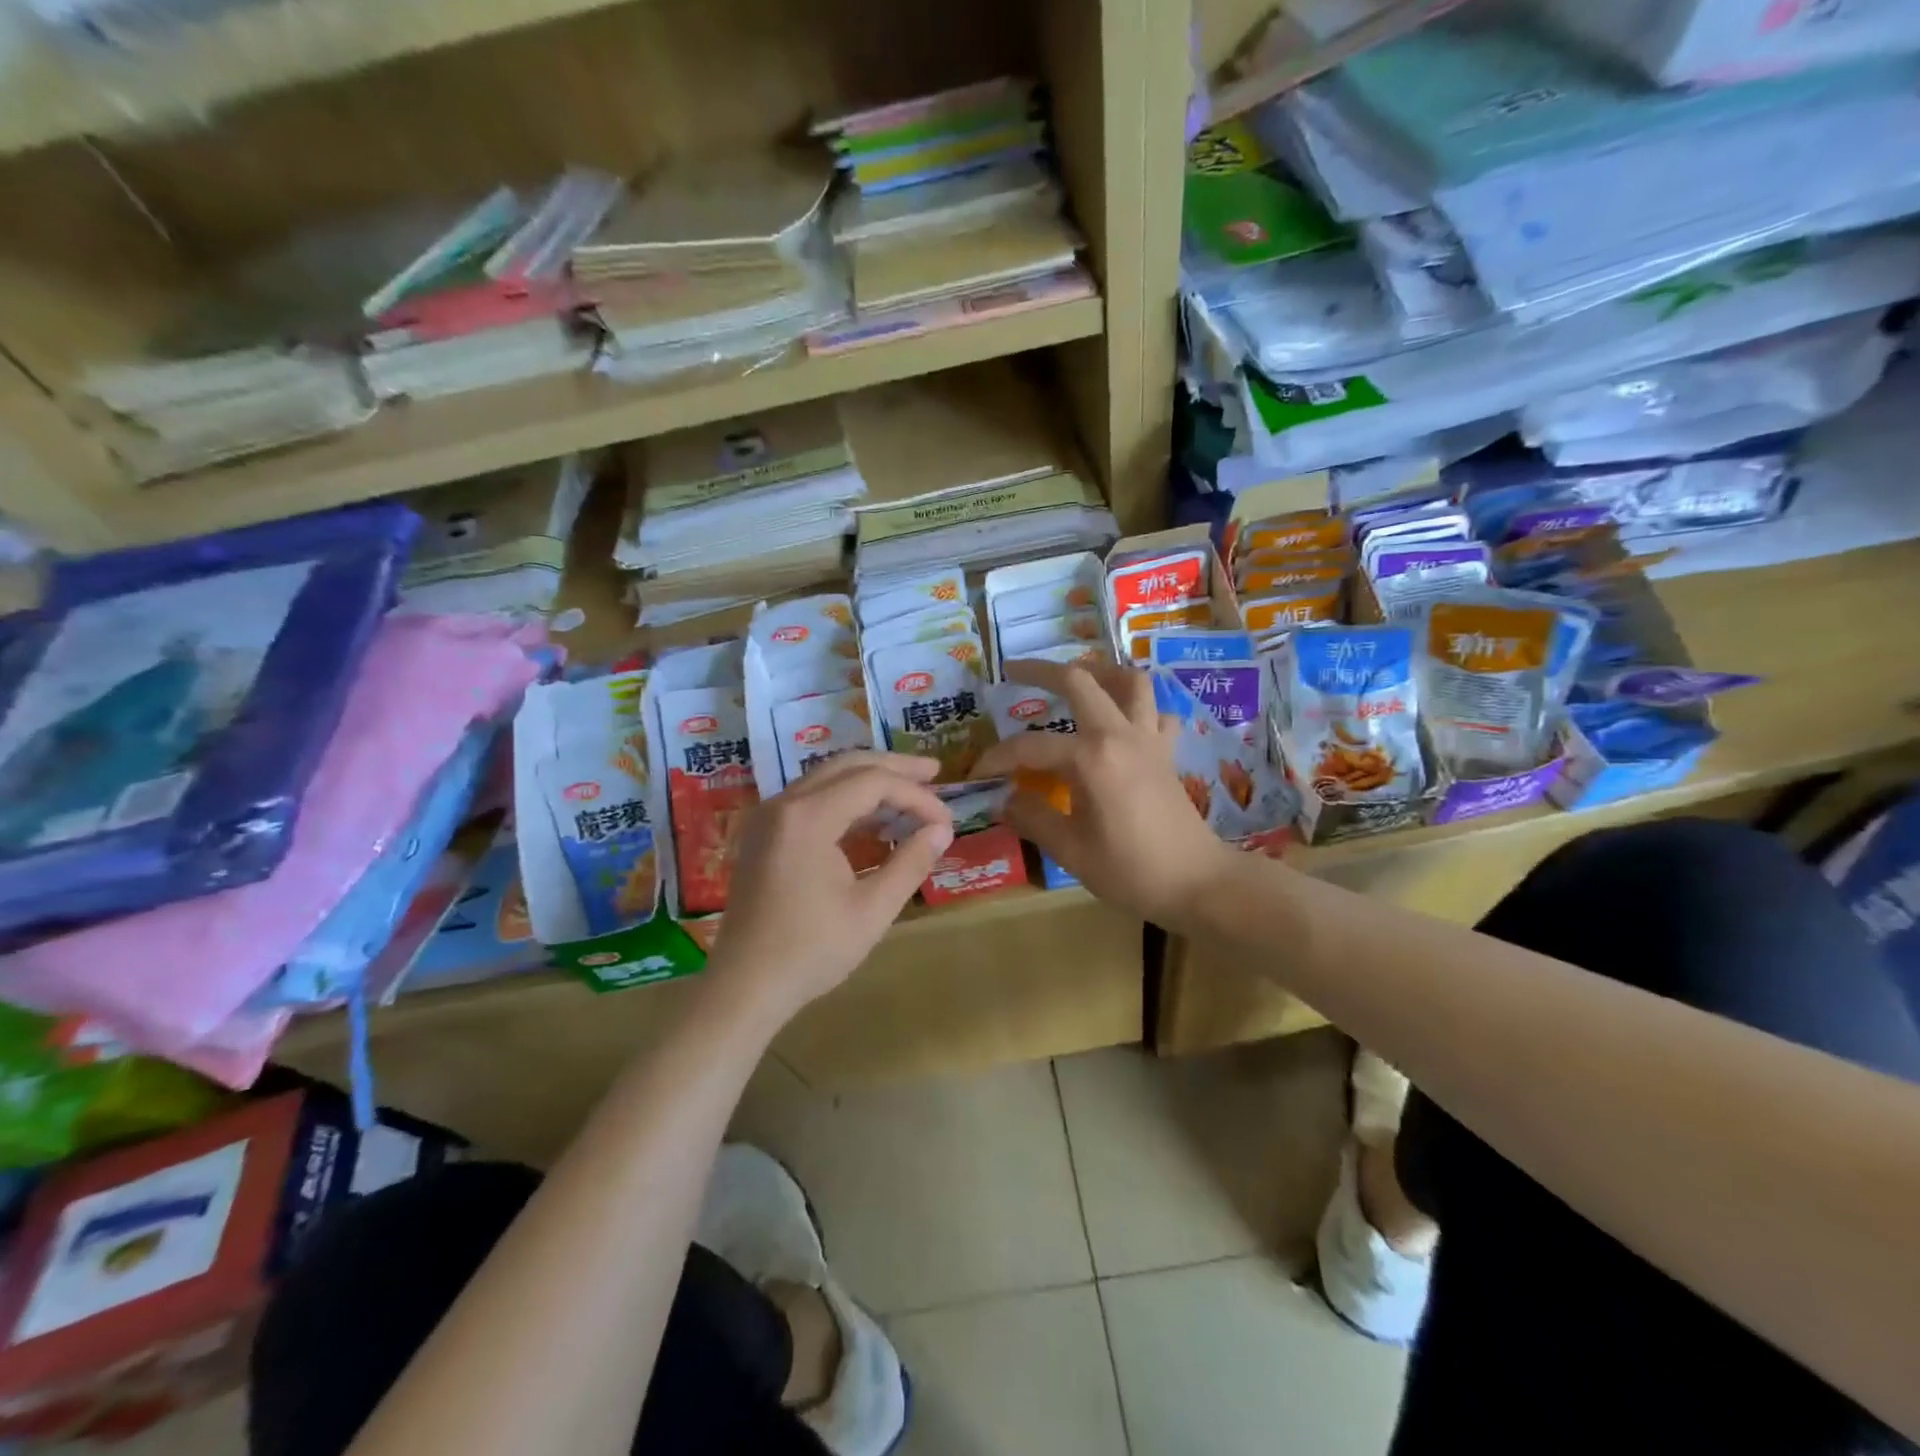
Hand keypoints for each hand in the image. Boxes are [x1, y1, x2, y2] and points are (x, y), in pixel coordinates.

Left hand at [706, 752, 954, 1022]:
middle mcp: (783, 804)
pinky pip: (810, 798)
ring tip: (910, 792)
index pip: (872, 783)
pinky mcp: (763, 834)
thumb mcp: (873, 910)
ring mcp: (768, 817)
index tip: (945, 820)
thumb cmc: (811, 951)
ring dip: (869, 781)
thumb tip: (942, 830)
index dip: (914, 795)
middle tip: (934, 773)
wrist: (745, 987)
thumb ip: (910, 862)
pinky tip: (873, 818)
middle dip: (894, 768)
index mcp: (807, 817)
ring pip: (827, 778)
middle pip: (846, 766)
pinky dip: (845, 800)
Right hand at [973, 660, 1239, 934]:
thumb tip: (1005, 800)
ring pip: (1129, 681)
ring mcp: (1149, 738)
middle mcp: (1120, 734)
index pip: (1030, 746)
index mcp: (1090, 757)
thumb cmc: (1131, 870)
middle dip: (1041, 670)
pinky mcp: (1167, 751)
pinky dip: (1138, 707)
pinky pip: (1156, 712)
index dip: (998, 756)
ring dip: (1100, 672)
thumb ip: (1033, 817)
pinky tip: (1121, 721)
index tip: (977, 772)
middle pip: (1079, 680)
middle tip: (1013, 671)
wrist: (1197, 884)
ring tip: (1075, 680)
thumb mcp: (1070, 851)